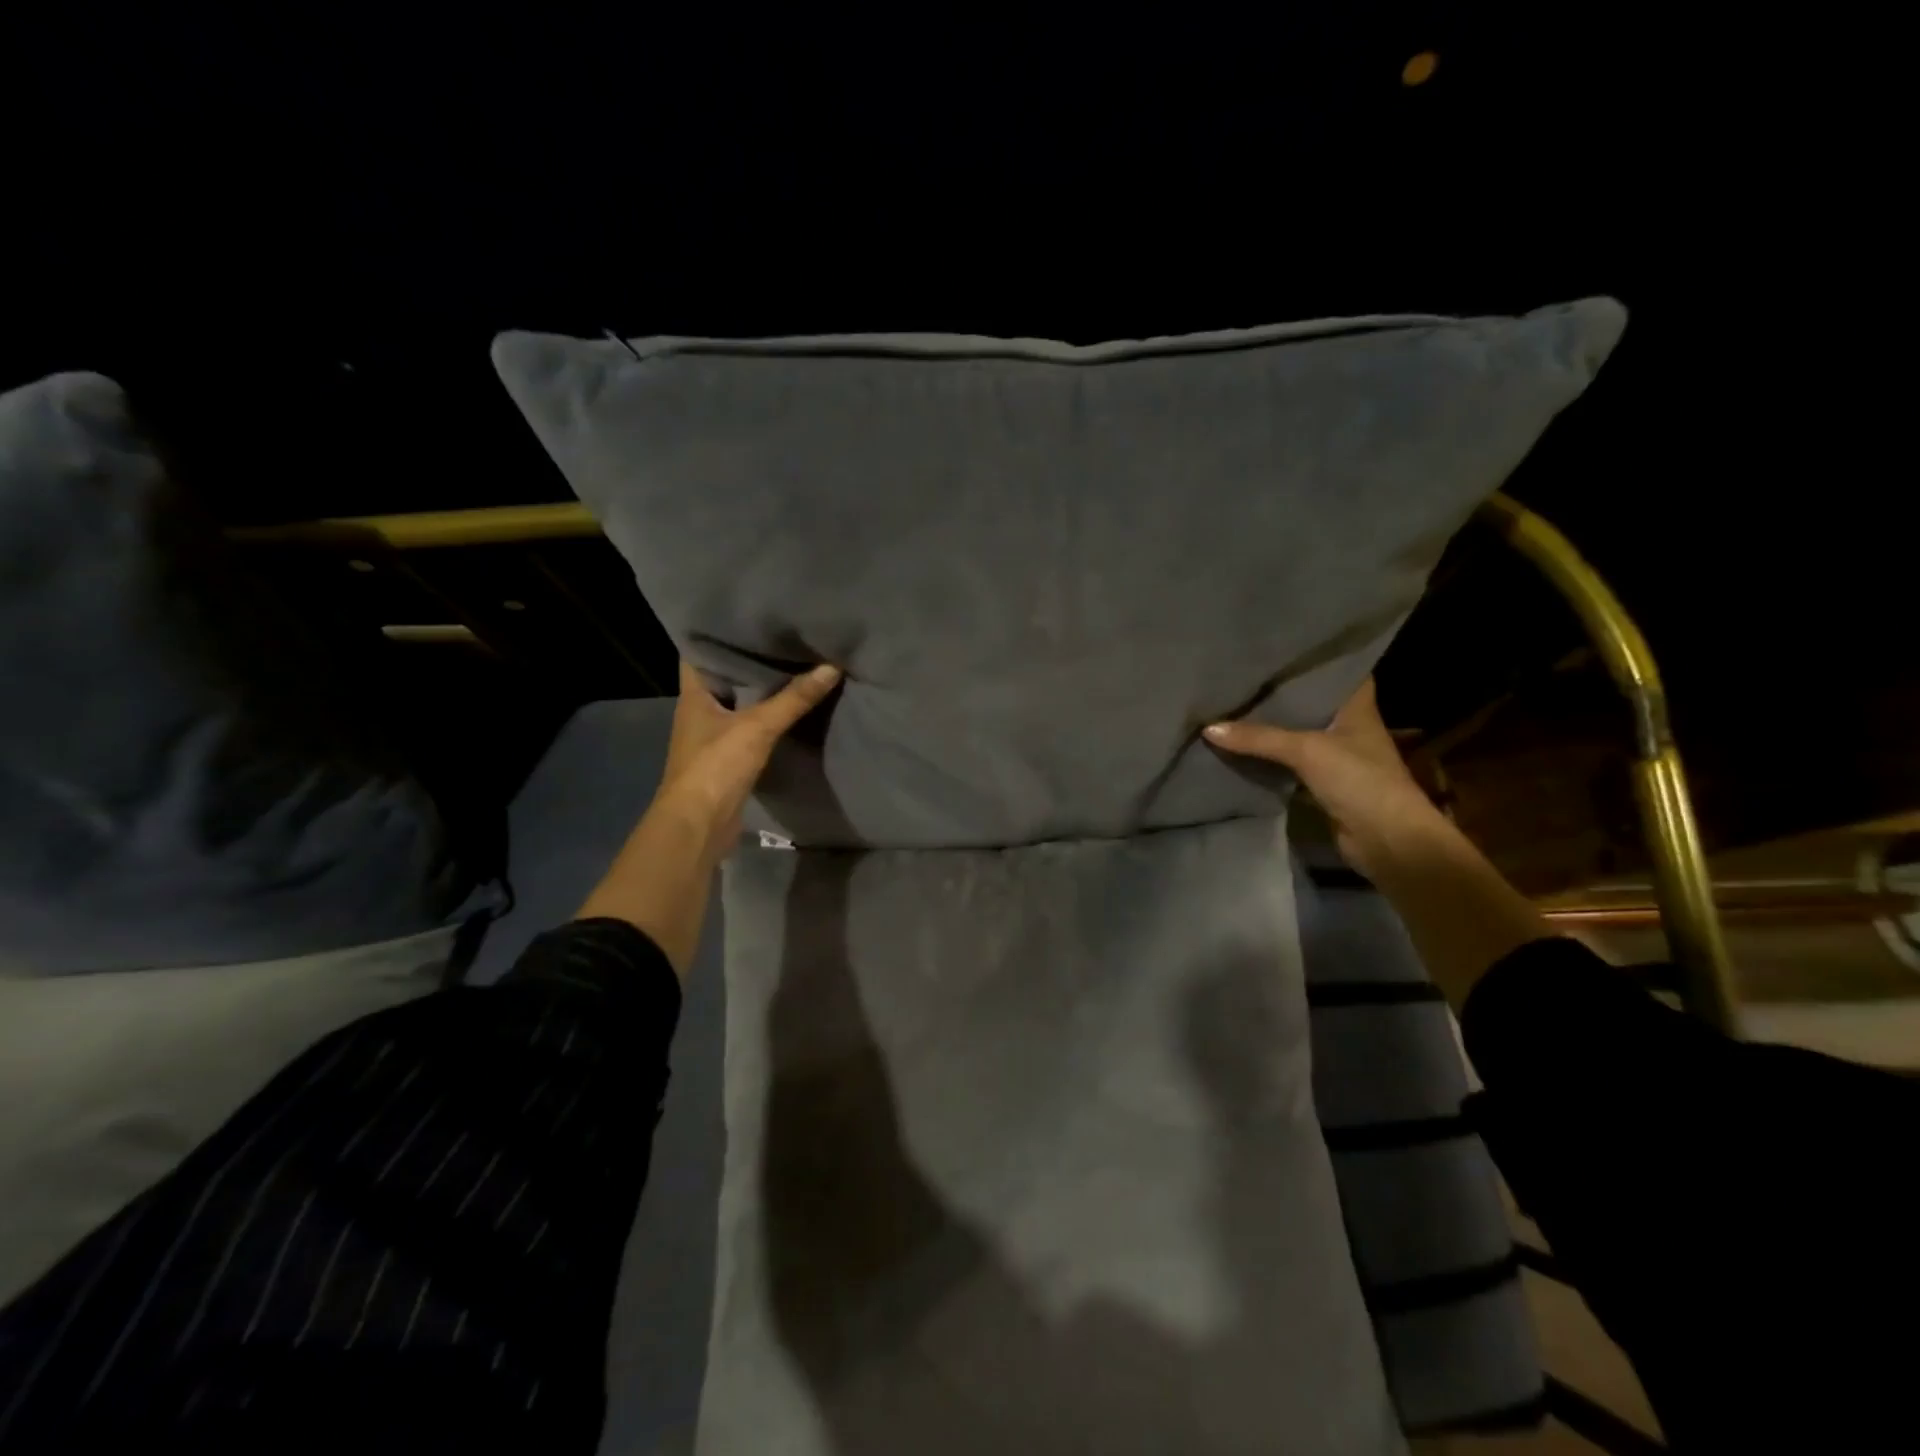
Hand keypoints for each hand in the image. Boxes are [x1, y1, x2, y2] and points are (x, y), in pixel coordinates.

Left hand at [577, 659, 841, 977]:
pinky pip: (749, 728)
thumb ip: (794, 698)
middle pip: (722, 676)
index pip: (697, 651)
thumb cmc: (715, 767)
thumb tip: (831, 666)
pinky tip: (790, 707)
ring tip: (792, 662)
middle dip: (747, 658)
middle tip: (781, 633)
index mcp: (693, 694)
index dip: (716, 631)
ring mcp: (712, 737)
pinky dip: (767, 717)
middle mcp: (699, 711)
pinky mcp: (728, 759)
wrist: (698, 827)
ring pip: (738, 703)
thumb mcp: (757, 727)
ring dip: (759, 689)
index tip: (745, 612)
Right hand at [1203, 678, 1441, 875]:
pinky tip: (1239, 746)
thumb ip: (1258, 737)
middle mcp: (1347, 726)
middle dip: (1279, 693)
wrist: (1387, 840)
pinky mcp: (1322, 784)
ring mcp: (1336, 757)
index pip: (1338, 671)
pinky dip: (1268, 758)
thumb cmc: (1360, 780)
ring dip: (1271, 727)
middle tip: (1241, 674)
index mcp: (1357, 707)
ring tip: (1232, 705)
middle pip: (1309, 702)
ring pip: (1296, 733)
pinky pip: (1288, 763)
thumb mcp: (1306, 750)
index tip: (1279, 646)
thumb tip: (1208, 728)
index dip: (1313, 658)